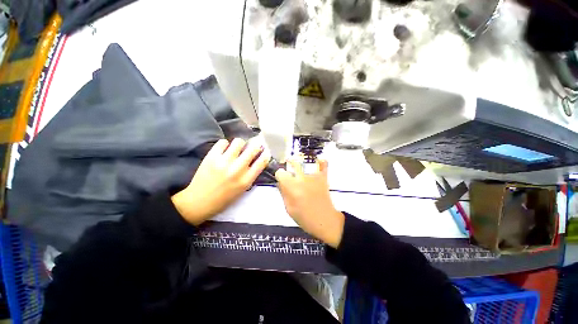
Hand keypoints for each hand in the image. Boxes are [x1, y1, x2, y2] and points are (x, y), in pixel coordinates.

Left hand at [172, 138, 270, 224]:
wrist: (199, 202)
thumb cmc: (223, 199)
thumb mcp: (242, 190)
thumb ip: (251, 175)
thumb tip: (256, 160)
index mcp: (246, 180)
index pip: (261, 162)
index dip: (265, 154)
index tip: (265, 151)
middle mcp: (237, 169)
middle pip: (253, 149)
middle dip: (255, 146)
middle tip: (252, 148)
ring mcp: (224, 162)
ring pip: (238, 142)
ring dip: (240, 144)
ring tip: (237, 149)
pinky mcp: (211, 157)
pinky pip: (223, 142)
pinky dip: (225, 145)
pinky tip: (224, 150)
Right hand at [275, 159, 344, 247]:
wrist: (325, 221)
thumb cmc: (305, 218)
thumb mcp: (288, 208)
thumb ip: (283, 193)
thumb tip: (279, 182)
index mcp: (292, 187)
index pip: (280, 173)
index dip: (280, 175)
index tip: (281, 178)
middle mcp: (303, 179)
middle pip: (293, 163)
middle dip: (289, 166)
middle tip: (290, 172)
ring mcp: (315, 176)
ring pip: (305, 162)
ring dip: (301, 164)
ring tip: (301, 169)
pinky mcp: (323, 177)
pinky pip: (323, 164)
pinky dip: (320, 162)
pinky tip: (317, 162)